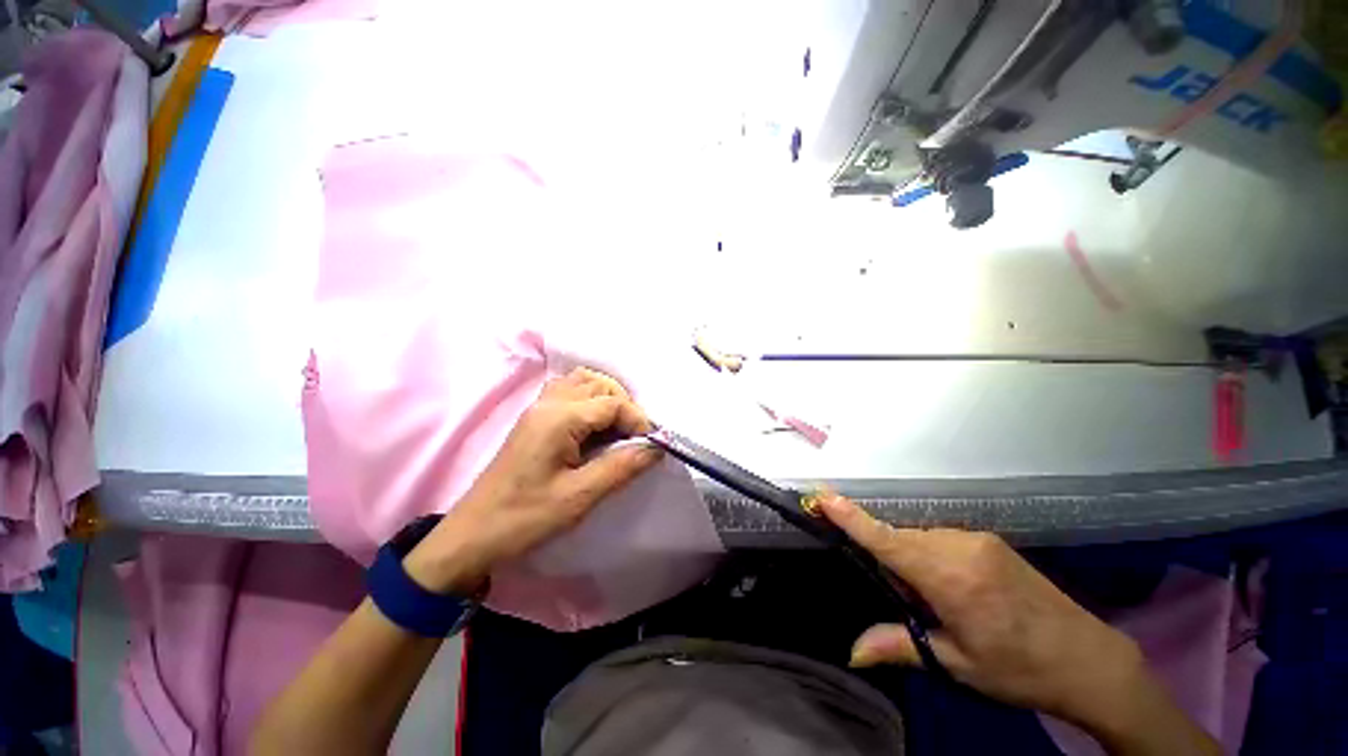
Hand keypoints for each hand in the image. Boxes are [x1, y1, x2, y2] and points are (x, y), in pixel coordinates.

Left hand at [403, 368, 662, 594]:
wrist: (477, 532)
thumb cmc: (527, 517)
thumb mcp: (579, 497)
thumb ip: (620, 467)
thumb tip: (656, 447)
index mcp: (558, 418)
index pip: (612, 402)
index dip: (639, 421)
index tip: (654, 449)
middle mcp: (546, 405)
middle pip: (596, 383)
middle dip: (624, 406)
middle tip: (638, 442)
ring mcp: (534, 413)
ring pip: (579, 386)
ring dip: (605, 403)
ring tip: (620, 438)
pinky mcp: (530, 426)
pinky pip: (564, 399)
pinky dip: (586, 408)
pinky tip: (594, 438)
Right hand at [819, 495, 1219, 755]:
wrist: (1079, 655)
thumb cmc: (1015, 668)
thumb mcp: (956, 664)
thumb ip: (903, 647)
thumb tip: (854, 648)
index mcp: (955, 578)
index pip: (893, 543)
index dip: (856, 521)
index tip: (823, 497)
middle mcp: (970, 548)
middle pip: (910, 540)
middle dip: (882, 553)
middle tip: (873, 589)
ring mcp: (990, 546)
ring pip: (932, 542)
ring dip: (910, 561)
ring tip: (909, 601)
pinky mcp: (1001, 552)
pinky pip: (953, 547)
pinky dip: (933, 563)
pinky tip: (938, 594)